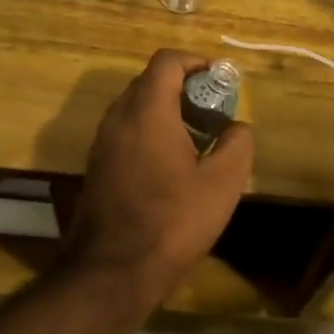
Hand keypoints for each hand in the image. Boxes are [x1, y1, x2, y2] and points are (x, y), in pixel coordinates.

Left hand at [60, 50, 254, 301]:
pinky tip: (171, 166)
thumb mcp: (223, 183)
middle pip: (150, 81)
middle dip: (184, 88)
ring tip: (196, 139)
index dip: (196, 63)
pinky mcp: (97, 166)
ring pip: (135, 107)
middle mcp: (118, 118)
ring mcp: (102, 143)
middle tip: (213, 113)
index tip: (219, 82)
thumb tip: (236, 128)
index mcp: (147, 111)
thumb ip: (237, 144)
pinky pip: (125, 131)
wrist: (113, 271)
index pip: (167, 62)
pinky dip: (149, 132)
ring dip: (166, 111)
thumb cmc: (172, 221)